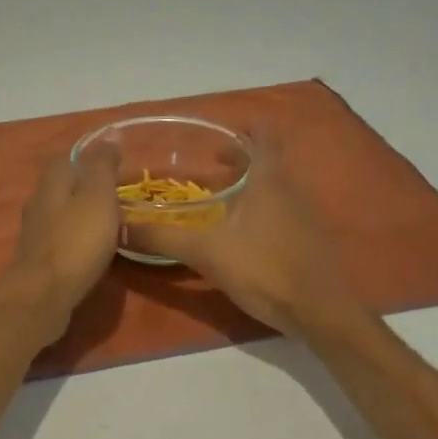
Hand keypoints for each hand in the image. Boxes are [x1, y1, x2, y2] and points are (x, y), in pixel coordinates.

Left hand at [1, 144, 121, 340]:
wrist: (43, 296)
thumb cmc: (76, 242)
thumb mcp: (98, 197)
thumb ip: (102, 167)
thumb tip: (109, 136)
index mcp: (52, 183)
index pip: (66, 158)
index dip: (88, 158)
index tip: (113, 165)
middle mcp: (38, 204)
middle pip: (61, 186)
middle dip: (85, 187)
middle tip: (116, 195)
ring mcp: (36, 234)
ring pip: (60, 214)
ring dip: (81, 215)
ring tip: (109, 223)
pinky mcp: (38, 261)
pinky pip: (61, 241)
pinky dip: (77, 240)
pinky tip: (92, 250)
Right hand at [129, 137, 356, 336]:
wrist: (319, 312)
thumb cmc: (264, 268)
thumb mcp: (206, 252)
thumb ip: (163, 238)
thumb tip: (119, 227)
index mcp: (269, 178)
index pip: (263, 134)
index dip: (243, 127)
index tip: (217, 131)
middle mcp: (289, 188)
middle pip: (265, 161)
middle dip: (238, 158)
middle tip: (205, 163)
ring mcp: (302, 215)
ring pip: (271, 187)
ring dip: (246, 186)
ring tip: (215, 197)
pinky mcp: (305, 240)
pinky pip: (277, 212)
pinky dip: (256, 211)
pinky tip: (236, 233)